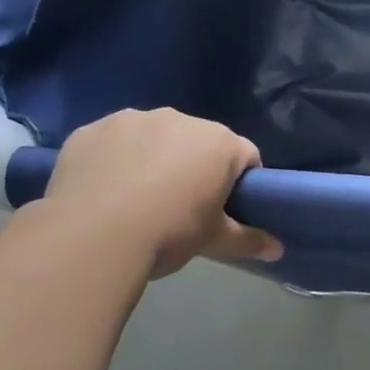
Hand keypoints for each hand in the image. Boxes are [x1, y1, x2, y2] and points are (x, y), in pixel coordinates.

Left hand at [42, 108, 282, 278]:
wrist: (92, 237)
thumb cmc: (169, 233)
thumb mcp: (214, 240)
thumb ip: (249, 240)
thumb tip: (278, 250)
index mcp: (219, 143)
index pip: (246, 157)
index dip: (240, 183)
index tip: (226, 208)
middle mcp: (179, 119)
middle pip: (199, 142)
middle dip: (195, 165)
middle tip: (181, 204)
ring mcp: (131, 120)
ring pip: (154, 137)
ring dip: (154, 157)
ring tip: (137, 197)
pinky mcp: (91, 130)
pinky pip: (113, 142)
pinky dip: (114, 159)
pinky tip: (104, 189)